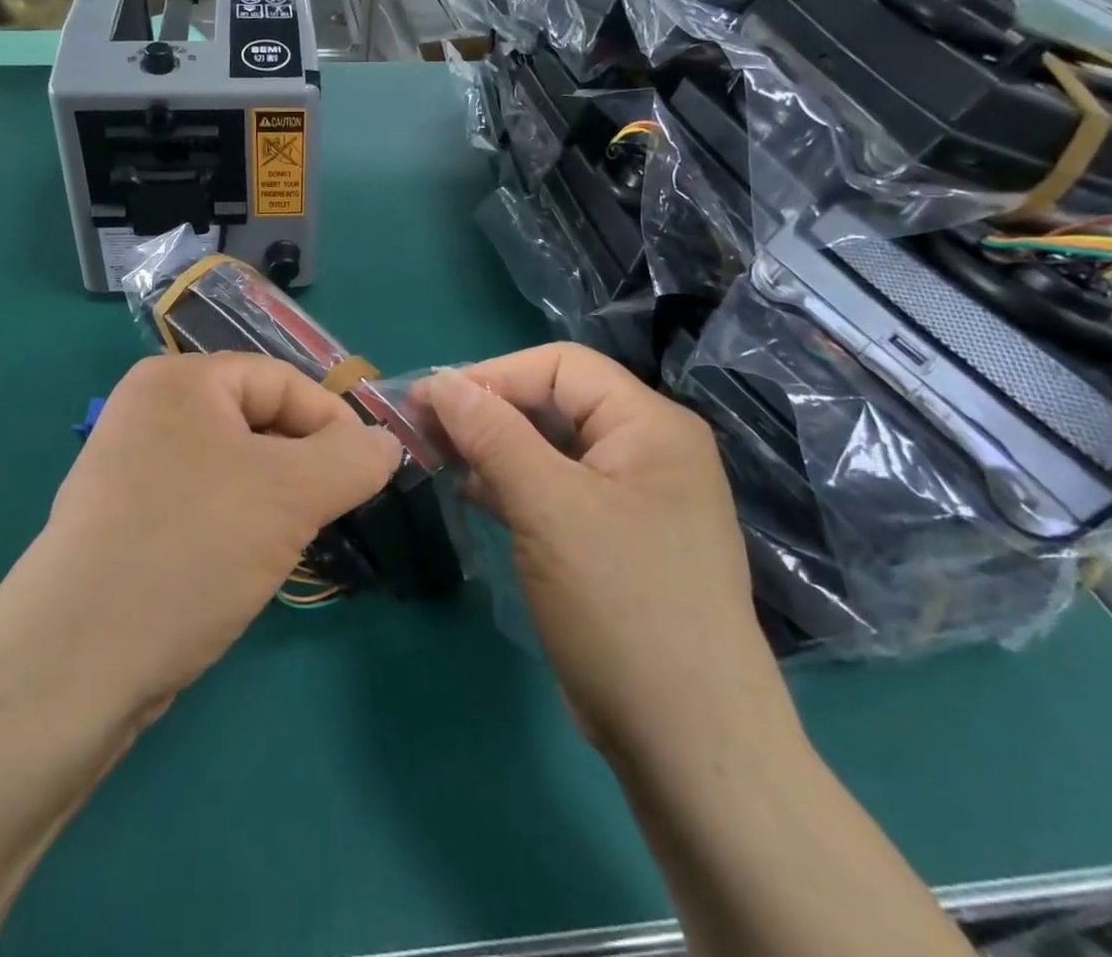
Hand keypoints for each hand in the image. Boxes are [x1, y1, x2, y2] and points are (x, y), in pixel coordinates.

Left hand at [0, 353, 399, 717]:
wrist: (74, 664)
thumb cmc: (190, 550)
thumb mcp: (290, 494)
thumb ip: (353, 459)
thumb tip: (386, 444)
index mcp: (179, 379)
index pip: (283, 381)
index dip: (333, 424)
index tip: (367, 478)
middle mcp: (150, 410)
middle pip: (259, 422)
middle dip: (303, 467)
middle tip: (328, 516)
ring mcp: (131, 465)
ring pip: (235, 467)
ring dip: (274, 501)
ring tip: (288, 544)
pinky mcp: (126, 518)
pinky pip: (204, 501)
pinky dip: (237, 524)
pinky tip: (243, 565)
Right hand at [423, 344, 792, 758]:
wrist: (689, 744)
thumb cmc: (621, 606)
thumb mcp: (548, 507)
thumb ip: (492, 434)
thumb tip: (441, 382)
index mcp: (650, 425)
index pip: (560, 367)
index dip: (492, 375)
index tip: (430, 401)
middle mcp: (648, 450)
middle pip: (554, 403)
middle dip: (487, 411)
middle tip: (423, 429)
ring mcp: (634, 498)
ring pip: (550, 448)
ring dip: (492, 447)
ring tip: (436, 457)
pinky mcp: (616, 539)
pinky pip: (556, 490)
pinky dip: (512, 484)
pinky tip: (472, 493)